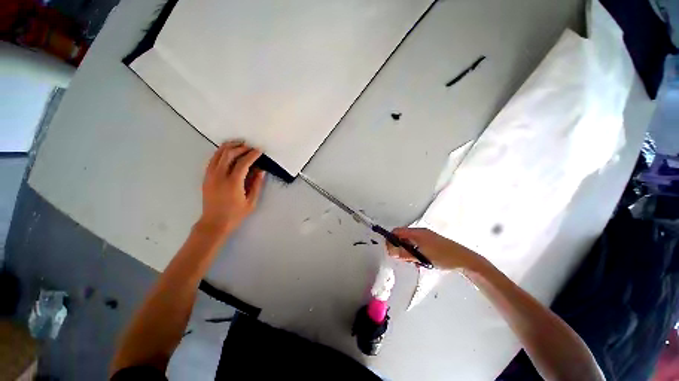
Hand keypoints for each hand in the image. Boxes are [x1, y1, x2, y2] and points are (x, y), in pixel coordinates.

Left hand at [198, 141, 265, 237]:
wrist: (214, 223)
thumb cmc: (235, 214)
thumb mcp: (251, 202)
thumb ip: (256, 185)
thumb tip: (261, 171)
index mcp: (232, 183)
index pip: (243, 163)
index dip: (252, 155)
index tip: (259, 150)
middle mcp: (219, 176)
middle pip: (229, 154)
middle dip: (241, 147)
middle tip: (250, 146)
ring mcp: (210, 176)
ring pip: (218, 154)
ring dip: (229, 146)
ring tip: (239, 143)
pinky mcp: (206, 177)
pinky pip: (212, 159)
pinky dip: (220, 152)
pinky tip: (227, 151)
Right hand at [386, 228, 481, 269]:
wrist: (465, 260)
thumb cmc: (442, 256)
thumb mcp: (422, 256)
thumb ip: (405, 253)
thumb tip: (390, 251)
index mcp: (417, 232)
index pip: (397, 232)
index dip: (391, 240)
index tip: (391, 252)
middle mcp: (419, 233)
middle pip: (402, 237)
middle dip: (400, 248)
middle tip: (404, 259)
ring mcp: (425, 238)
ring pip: (409, 243)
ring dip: (408, 252)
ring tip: (415, 262)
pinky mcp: (430, 244)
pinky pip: (416, 247)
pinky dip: (415, 253)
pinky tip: (421, 262)